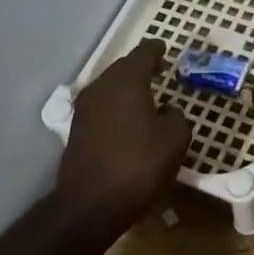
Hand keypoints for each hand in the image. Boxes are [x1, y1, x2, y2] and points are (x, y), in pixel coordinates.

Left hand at [54, 39, 190, 230]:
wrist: (90, 204)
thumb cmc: (138, 166)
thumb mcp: (174, 140)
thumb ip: (176, 117)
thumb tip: (167, 111)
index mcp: (126, 81)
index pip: (143, 53)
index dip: (156, 50)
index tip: (165, 50)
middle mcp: (101, 87)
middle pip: (123, 68)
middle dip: (141, 68)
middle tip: (159, 72)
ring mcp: (85, 108)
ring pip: (110, 88)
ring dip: (127, 89)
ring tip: (146, 98)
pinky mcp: (77, 130)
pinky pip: (102, 107)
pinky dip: (117, 107)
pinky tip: (129, 122)